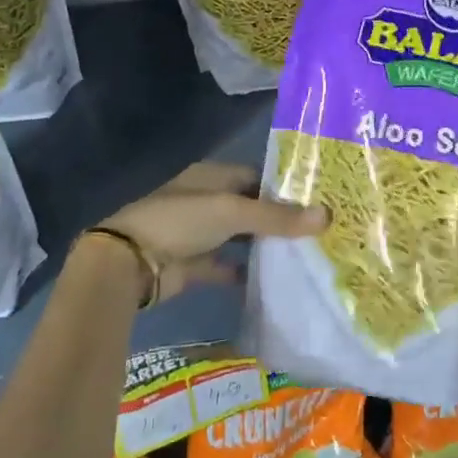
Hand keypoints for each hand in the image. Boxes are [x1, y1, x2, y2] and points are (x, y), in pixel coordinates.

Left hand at [98, 160, 325, 304]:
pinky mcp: (194, 265)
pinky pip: (226, 267)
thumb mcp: (232, 212)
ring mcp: (199, 234)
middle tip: (319, 230)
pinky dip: (245, 273)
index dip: (284, 187)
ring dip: (264, 246)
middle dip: (279, 219)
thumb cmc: (180, 221)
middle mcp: (207, 201)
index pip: (256, 176)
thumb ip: (277, 217)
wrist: (129, 263)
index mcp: (212, 177)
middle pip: (250, 208)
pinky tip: (274, 281)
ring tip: (305, 254)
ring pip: (240, 238)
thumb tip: (327, 216)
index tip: (317, 199)